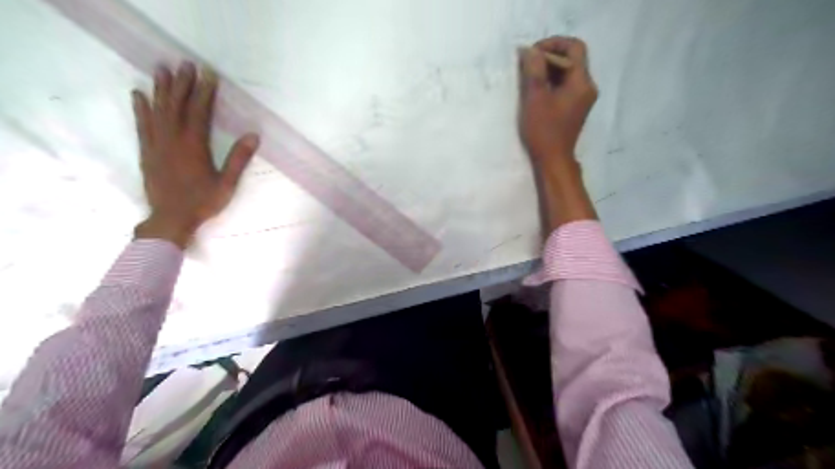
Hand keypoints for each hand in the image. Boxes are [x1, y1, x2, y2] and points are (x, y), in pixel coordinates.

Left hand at [131, 62, 258, 248]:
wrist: (171, 219)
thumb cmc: (203, 202)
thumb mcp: (227, 183)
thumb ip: (238, 159)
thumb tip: (253, 136)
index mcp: (194, 146)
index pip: (199, 112)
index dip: (205, 92)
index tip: (208, 74)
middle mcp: (173, 139)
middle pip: (177, 105)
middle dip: (182, 83)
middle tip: (184, 63)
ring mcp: (157, 144)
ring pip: (158, 111)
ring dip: (161, 89)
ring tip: (162, 69)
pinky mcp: (147, 152)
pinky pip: (142, 125)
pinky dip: (140, 108)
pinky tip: (139, 95)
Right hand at [520, 37, 596, 163]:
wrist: (553, 159)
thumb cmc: (544, 130)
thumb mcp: (535, 98)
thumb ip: (534, 70)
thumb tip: (530, 50)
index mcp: (582, 82)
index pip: (574, 48)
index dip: (553, 44)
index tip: (533, 52)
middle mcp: (587, 87)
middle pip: (572, 59)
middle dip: (549, 56)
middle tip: (528, 64)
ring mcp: (582, 98)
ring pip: (568, 73)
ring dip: (549, 70)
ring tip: (529, 76)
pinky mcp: (575, 107)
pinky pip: (566, 86)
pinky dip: (552, 82)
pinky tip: (537, 90)